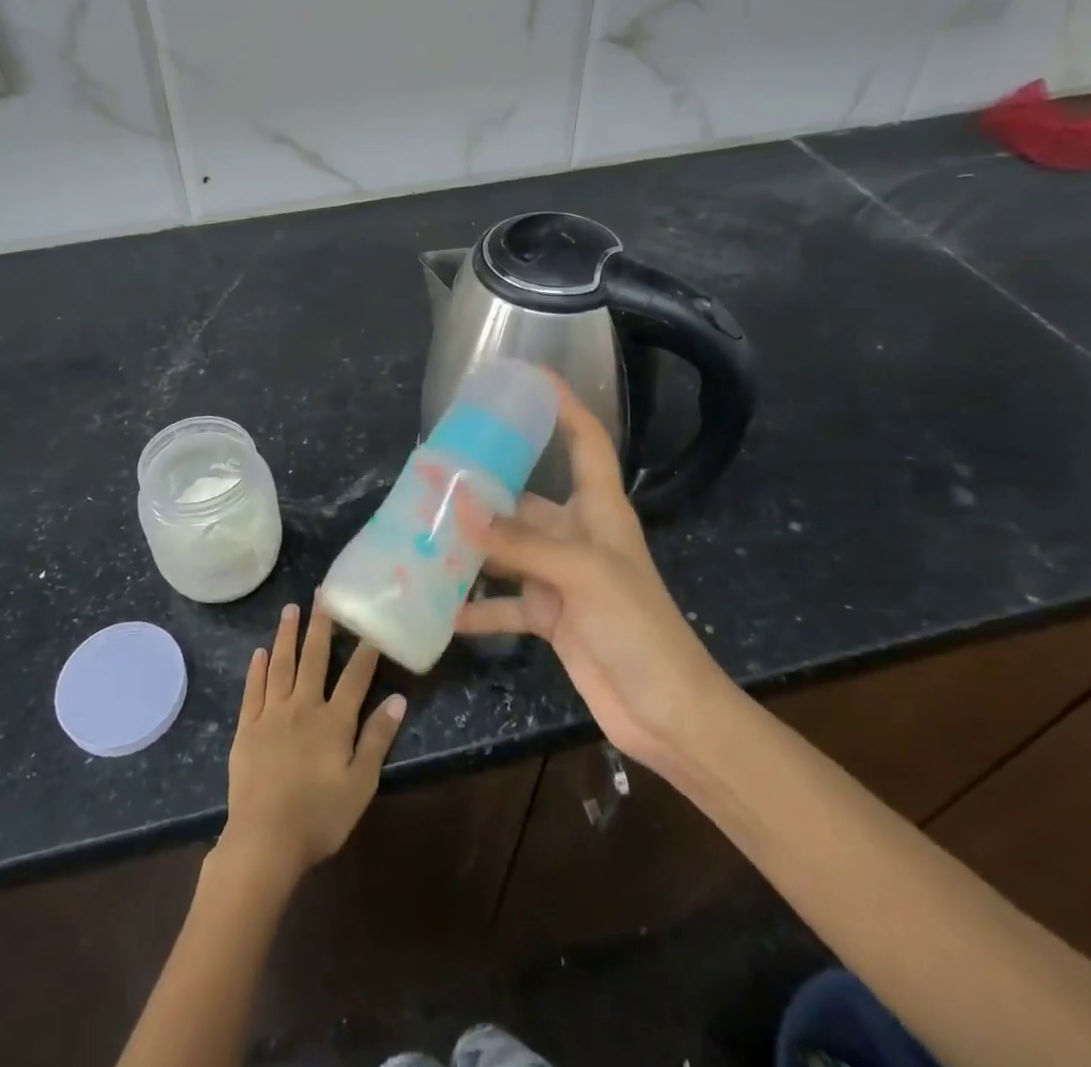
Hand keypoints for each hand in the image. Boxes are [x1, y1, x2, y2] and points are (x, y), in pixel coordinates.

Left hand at [220, 603, 405, 883]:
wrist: (263, 842)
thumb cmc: (319, 817)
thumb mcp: (360, 785)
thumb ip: (377, 739)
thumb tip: (398, 699)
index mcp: (333, 721)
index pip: (355, 676)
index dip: (365, 650)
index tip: (371, 622)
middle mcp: (302, 707)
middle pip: (313, 659)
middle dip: (320, 625)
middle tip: (322, 593)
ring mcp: (271, 715)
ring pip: (281, 665)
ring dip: (287, 635)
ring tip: (291, 608)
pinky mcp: (246, 729)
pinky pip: (253, 690)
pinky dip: (257, 668)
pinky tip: (260, 651)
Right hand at [456, 378, 731, 776]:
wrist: (667, 713)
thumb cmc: (638, 627)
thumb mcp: (582, 574)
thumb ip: (519, 541)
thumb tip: (459, 505)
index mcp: (599, 509)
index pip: (585, 440)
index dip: (563, 404)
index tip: (527, 377)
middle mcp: (577, 536)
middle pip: (526, 497)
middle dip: (484, 484)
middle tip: (434, 470)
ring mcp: (561, 578)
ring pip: (507, 549)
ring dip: (471, 545)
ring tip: (422, 531)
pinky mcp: (550, 616)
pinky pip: (504, 604)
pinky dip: (476, 607)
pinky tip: (441, 609)